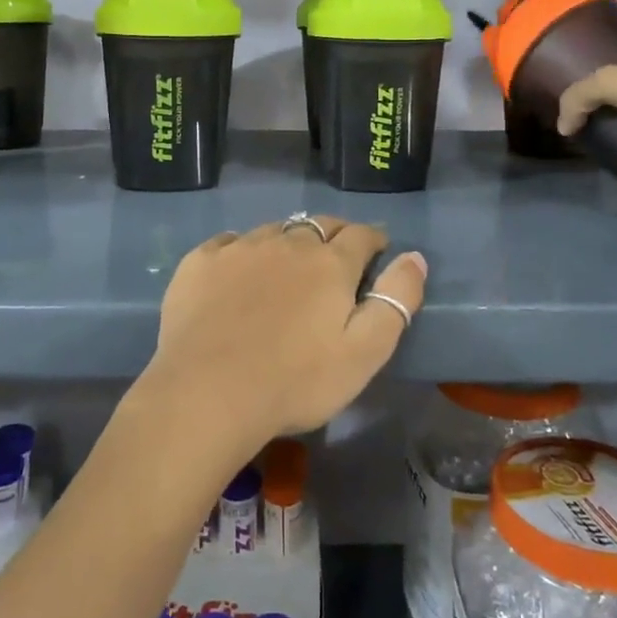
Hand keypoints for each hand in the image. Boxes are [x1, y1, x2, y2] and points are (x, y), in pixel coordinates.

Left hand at [139, 219, 426, 462]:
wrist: (206, 392)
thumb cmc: (295, 380)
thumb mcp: (364, 353)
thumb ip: (395, 301)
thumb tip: (414, 257)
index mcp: (329, 263)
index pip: (361, 235)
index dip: (373, 239)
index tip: (378, 248)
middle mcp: (287, 243)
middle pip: (319, 225)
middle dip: (335, 234)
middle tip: (337, 254)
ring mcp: (240, 249)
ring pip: (274, 230)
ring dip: (289, 240)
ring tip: (289, 261)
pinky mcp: (201, 262)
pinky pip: (230, 242)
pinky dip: (243, 249)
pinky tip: (239, 267)